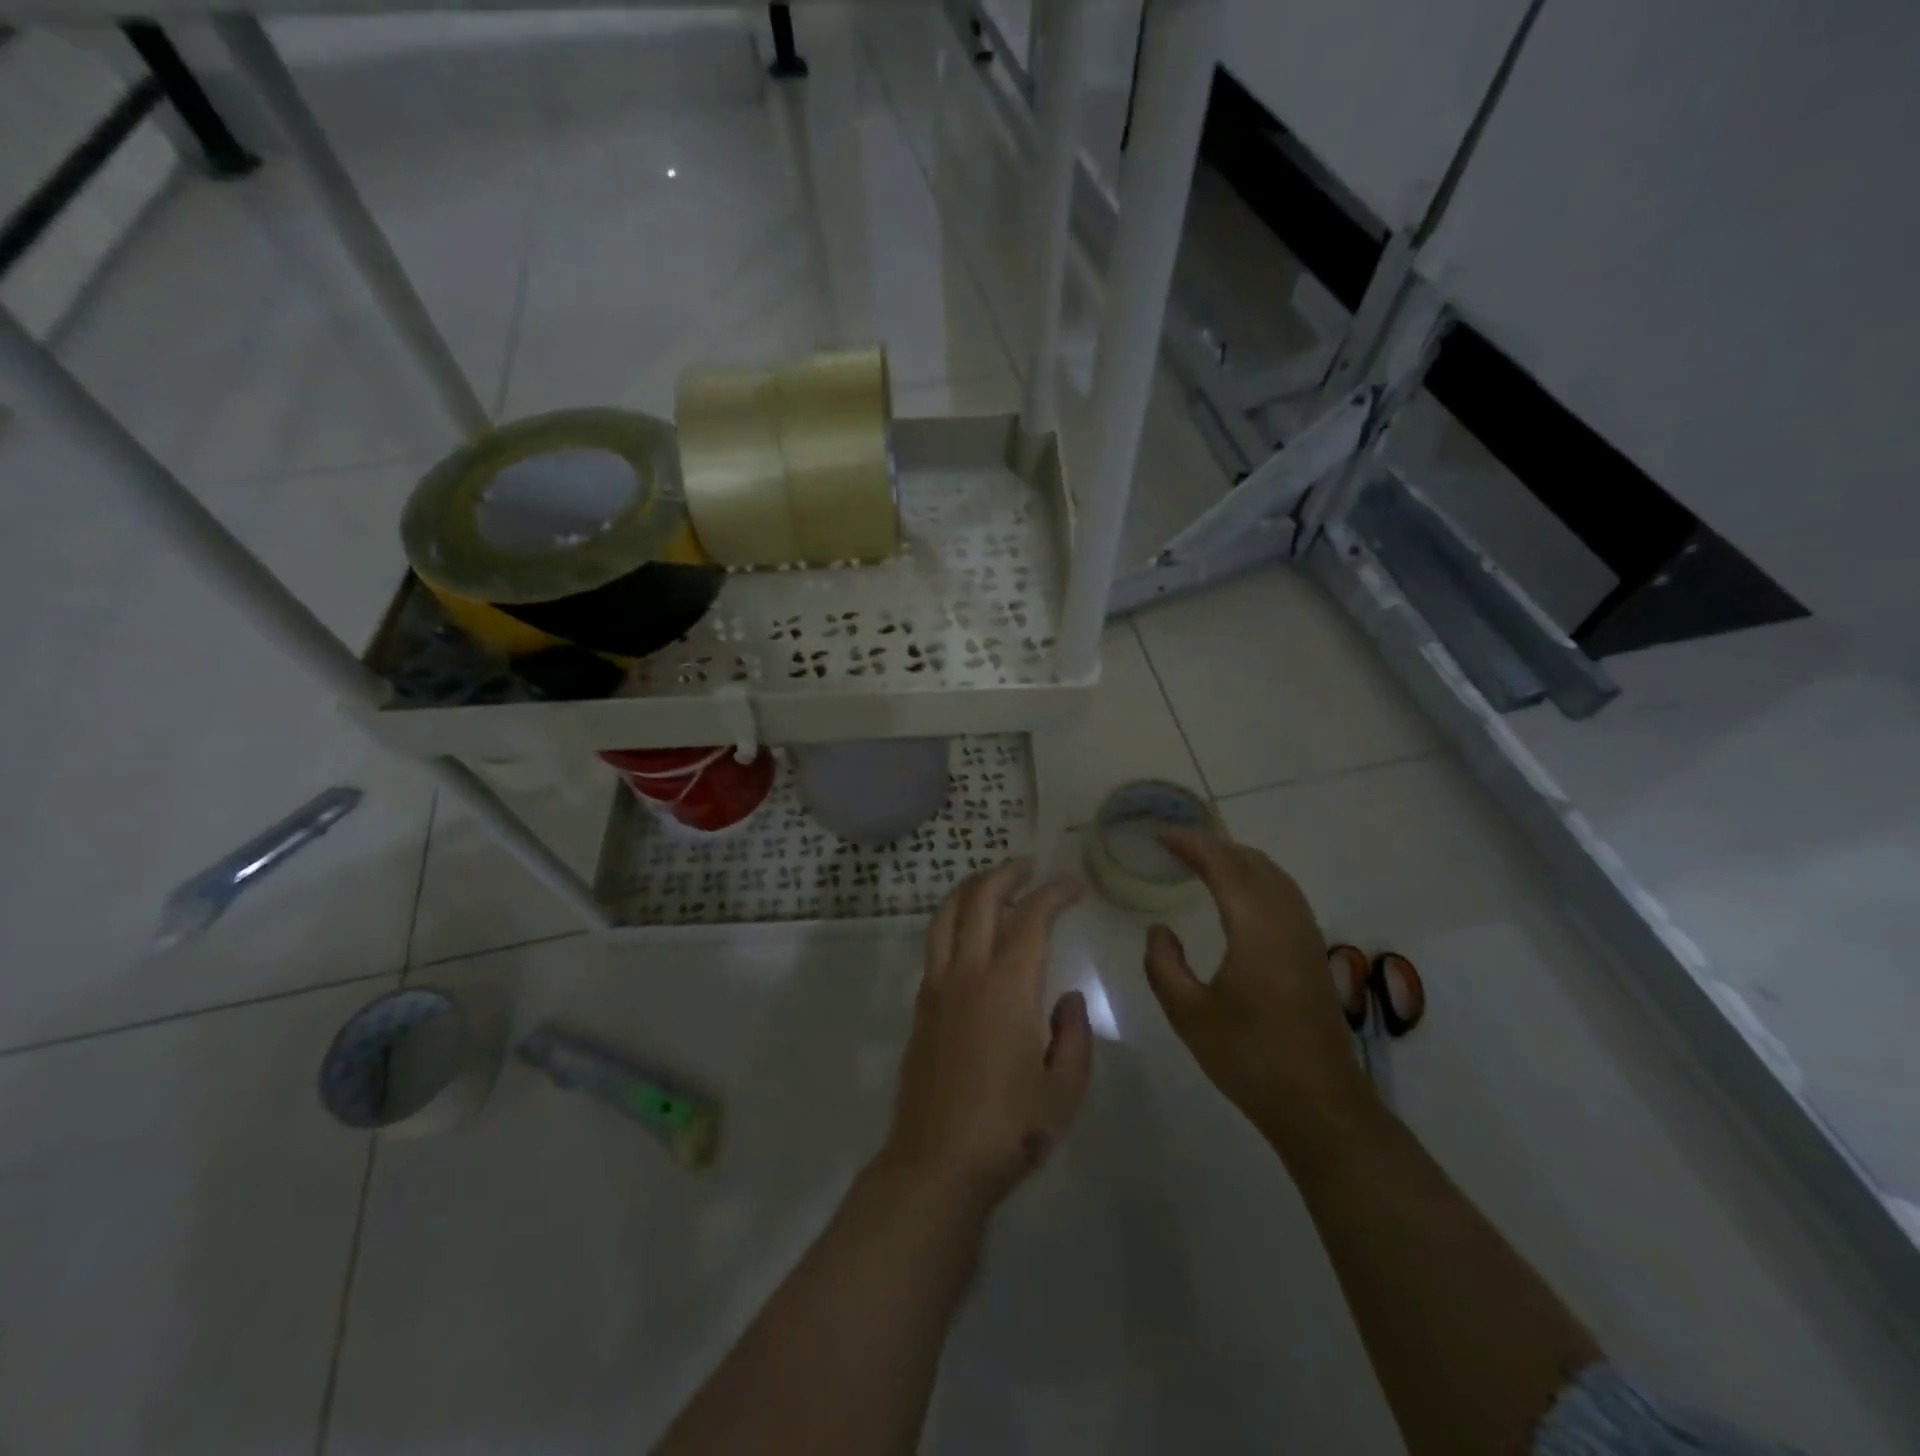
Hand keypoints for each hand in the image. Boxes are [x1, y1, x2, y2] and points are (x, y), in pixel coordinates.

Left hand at [877, 860, 1093, 1212]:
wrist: (936, 1163)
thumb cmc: (1009, 1129)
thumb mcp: (1065, 1089)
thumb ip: (1074, 1035)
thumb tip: (1066, 998)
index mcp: (1007, 986)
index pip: (1032, 919)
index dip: (1054, 894)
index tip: (1073, 885)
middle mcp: (967, 973)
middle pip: (980, 901)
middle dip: (1006, 874)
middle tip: (1029, 866)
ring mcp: (937, 986)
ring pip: (947, 915)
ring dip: (972, 889)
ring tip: (994, 882)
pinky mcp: (921, 1005)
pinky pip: (935, 943)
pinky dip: (953, 919)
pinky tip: (969, 932)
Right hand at [1142, 830, 1371, 1163]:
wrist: (1318, 1104)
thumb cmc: (1248, 1057)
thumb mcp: (1188, 1014)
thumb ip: (1164, 964)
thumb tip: (1159, 930)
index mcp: (1256, 928)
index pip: (1223, 866)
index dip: (1192, 844)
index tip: (1161, 836)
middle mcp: (1286, 921)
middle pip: (1253, 862)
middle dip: (1215, 846)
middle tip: (1177, 846)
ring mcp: (1306, 936)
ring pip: (1275, 876)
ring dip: (1238, 860)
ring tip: (1203, 862)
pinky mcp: (1314, 954)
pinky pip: (1286, 895)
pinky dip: (1257, 879)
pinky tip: (1240, 897)